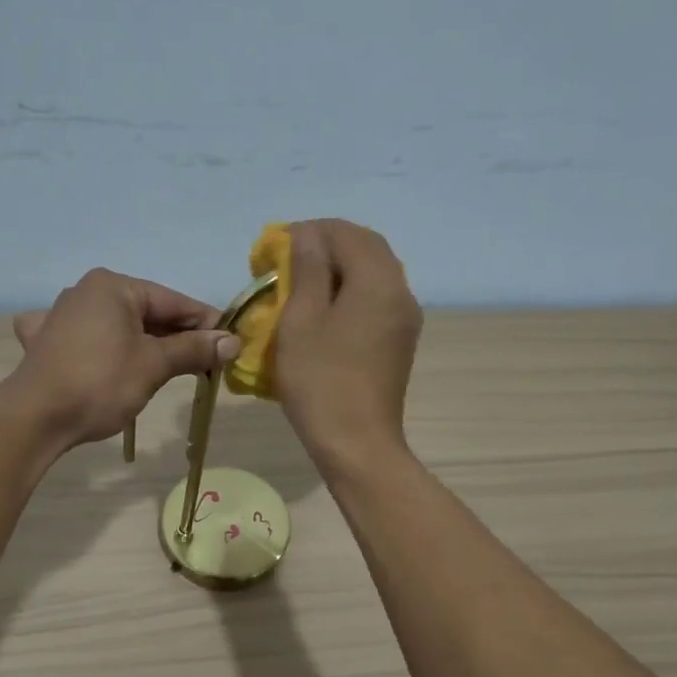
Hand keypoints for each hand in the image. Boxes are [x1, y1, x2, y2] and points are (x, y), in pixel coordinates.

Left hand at [9, 268, 240, 447]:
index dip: (206, 323)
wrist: (36, 418)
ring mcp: (61, 316)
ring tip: (172, 368)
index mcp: (113, 286)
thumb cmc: (101, 383)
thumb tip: (233, 342)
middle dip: (177, 338)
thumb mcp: (154, 365)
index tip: (231, 344)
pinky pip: (86, 339)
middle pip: (146, 312)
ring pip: (118, 326)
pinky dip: (103, 348)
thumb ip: (194, 349)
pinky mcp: (46, 343)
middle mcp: (86, 291)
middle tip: (208, 363)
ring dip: (146, 345)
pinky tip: (103, 358)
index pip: (173, 301)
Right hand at [276, 220, 423, 473]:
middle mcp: (400, 291)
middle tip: (285, 264)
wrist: (357, 444)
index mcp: (378, 280)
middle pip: (364, 248)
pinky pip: (375, 301)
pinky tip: (322, 313)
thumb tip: (307, 235)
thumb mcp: (301, 320)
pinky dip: (348, 294)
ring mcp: (404, 319)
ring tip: (299, 287)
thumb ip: (306, 269)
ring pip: (372, 274)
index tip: (272, 250)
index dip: (307, 232)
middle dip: (324, 247)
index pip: (345, 232)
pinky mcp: (399, 342)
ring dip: (337, 271)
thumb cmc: (321, 381)